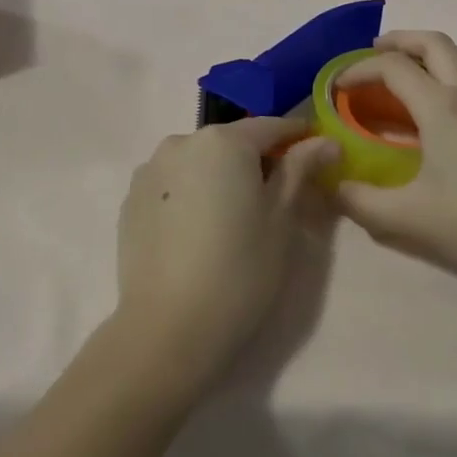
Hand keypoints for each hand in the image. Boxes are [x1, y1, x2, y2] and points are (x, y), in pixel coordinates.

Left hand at [115, 117, 337, 392]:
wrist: (167, 330)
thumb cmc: (239, 270)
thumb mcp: (281, 218)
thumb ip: (300, 169)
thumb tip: (325, 140)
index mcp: (224, 140)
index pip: (270, 126)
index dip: (297, 136)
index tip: (318, 149)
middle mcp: (183, 141)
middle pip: (231, 142)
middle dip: (256, 159)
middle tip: (278, 194)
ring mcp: (150, 169)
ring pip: (199, 162)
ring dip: (220, 176)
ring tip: (234, 215)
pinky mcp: (131, 199)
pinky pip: (173, 184)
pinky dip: (191, 194)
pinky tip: (199, 230)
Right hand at [333, 32, 456, 295]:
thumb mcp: (411, 218)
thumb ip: (363, 203)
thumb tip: (332, 186)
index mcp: (441, 107)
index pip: (393, 67)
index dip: (360, 69)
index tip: (338, 86)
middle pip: (433, 41)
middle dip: (399, 40)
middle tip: (374, 54)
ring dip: (432, 48)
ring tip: (412, 68)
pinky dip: (456, 66)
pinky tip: (448, 101)